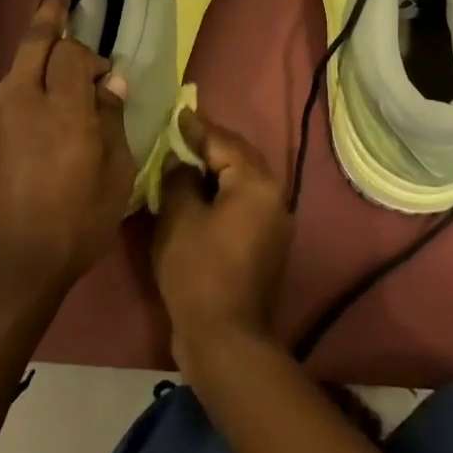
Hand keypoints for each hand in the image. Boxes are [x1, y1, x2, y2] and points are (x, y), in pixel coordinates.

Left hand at [0, 0, 135, 311]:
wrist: (10, 267)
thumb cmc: (76, 223)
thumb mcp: (116, 175)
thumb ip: (113, 119)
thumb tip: (109, 81)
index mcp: (62, 107)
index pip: (71, 53)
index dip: (90, 56)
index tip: (106, 77)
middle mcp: (22, 99)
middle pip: (34, 41)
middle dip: (49, 11)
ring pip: (17, 69)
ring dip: (37, 58)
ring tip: (54, 64)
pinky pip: (6, 99)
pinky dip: (24, 92)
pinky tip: (36, 118)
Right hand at [151, 108, 291, 376]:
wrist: (226, 339)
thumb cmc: (198, 271)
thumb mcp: (178, 218)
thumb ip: (179, 179)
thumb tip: (181, 162)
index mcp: (256, 183)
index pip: (224, 142)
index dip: (197, 128)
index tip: (178, 113)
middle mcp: (274, 196)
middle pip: (240, 157)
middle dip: (211, 144)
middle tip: (181, 133)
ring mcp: (275, 222)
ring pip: (244, 180)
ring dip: (218, 168)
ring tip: (186, 159)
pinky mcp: (267, 244)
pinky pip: (244, 202)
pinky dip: (223, 192)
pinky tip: (198, 194)